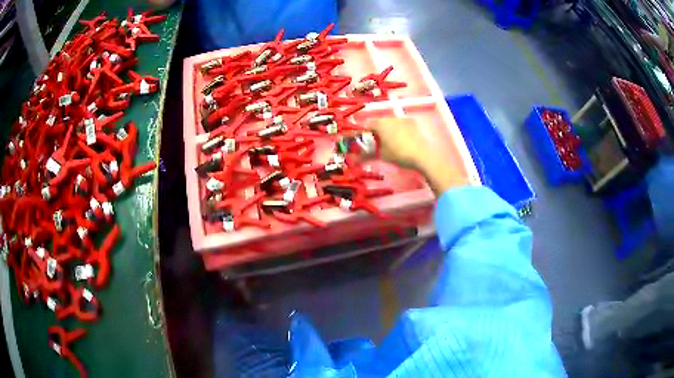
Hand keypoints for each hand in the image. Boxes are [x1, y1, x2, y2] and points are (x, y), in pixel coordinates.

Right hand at [369, 117, 464, 193]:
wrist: (423, 156)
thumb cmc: (399, 154)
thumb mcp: (381, 156)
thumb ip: (366, 155)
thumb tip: (354, 159)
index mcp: (380, 124)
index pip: (367, 125)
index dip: (364, 133)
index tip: (363, 142)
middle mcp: (391, 118)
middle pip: (380, 123)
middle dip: (377, 132)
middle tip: (377, 144)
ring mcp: (403, 119)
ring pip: (391, 123)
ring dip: (388, 131)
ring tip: (390, 143)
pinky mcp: (413, 123)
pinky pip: (401, 125)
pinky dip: (399, 131)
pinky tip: (402, 142)